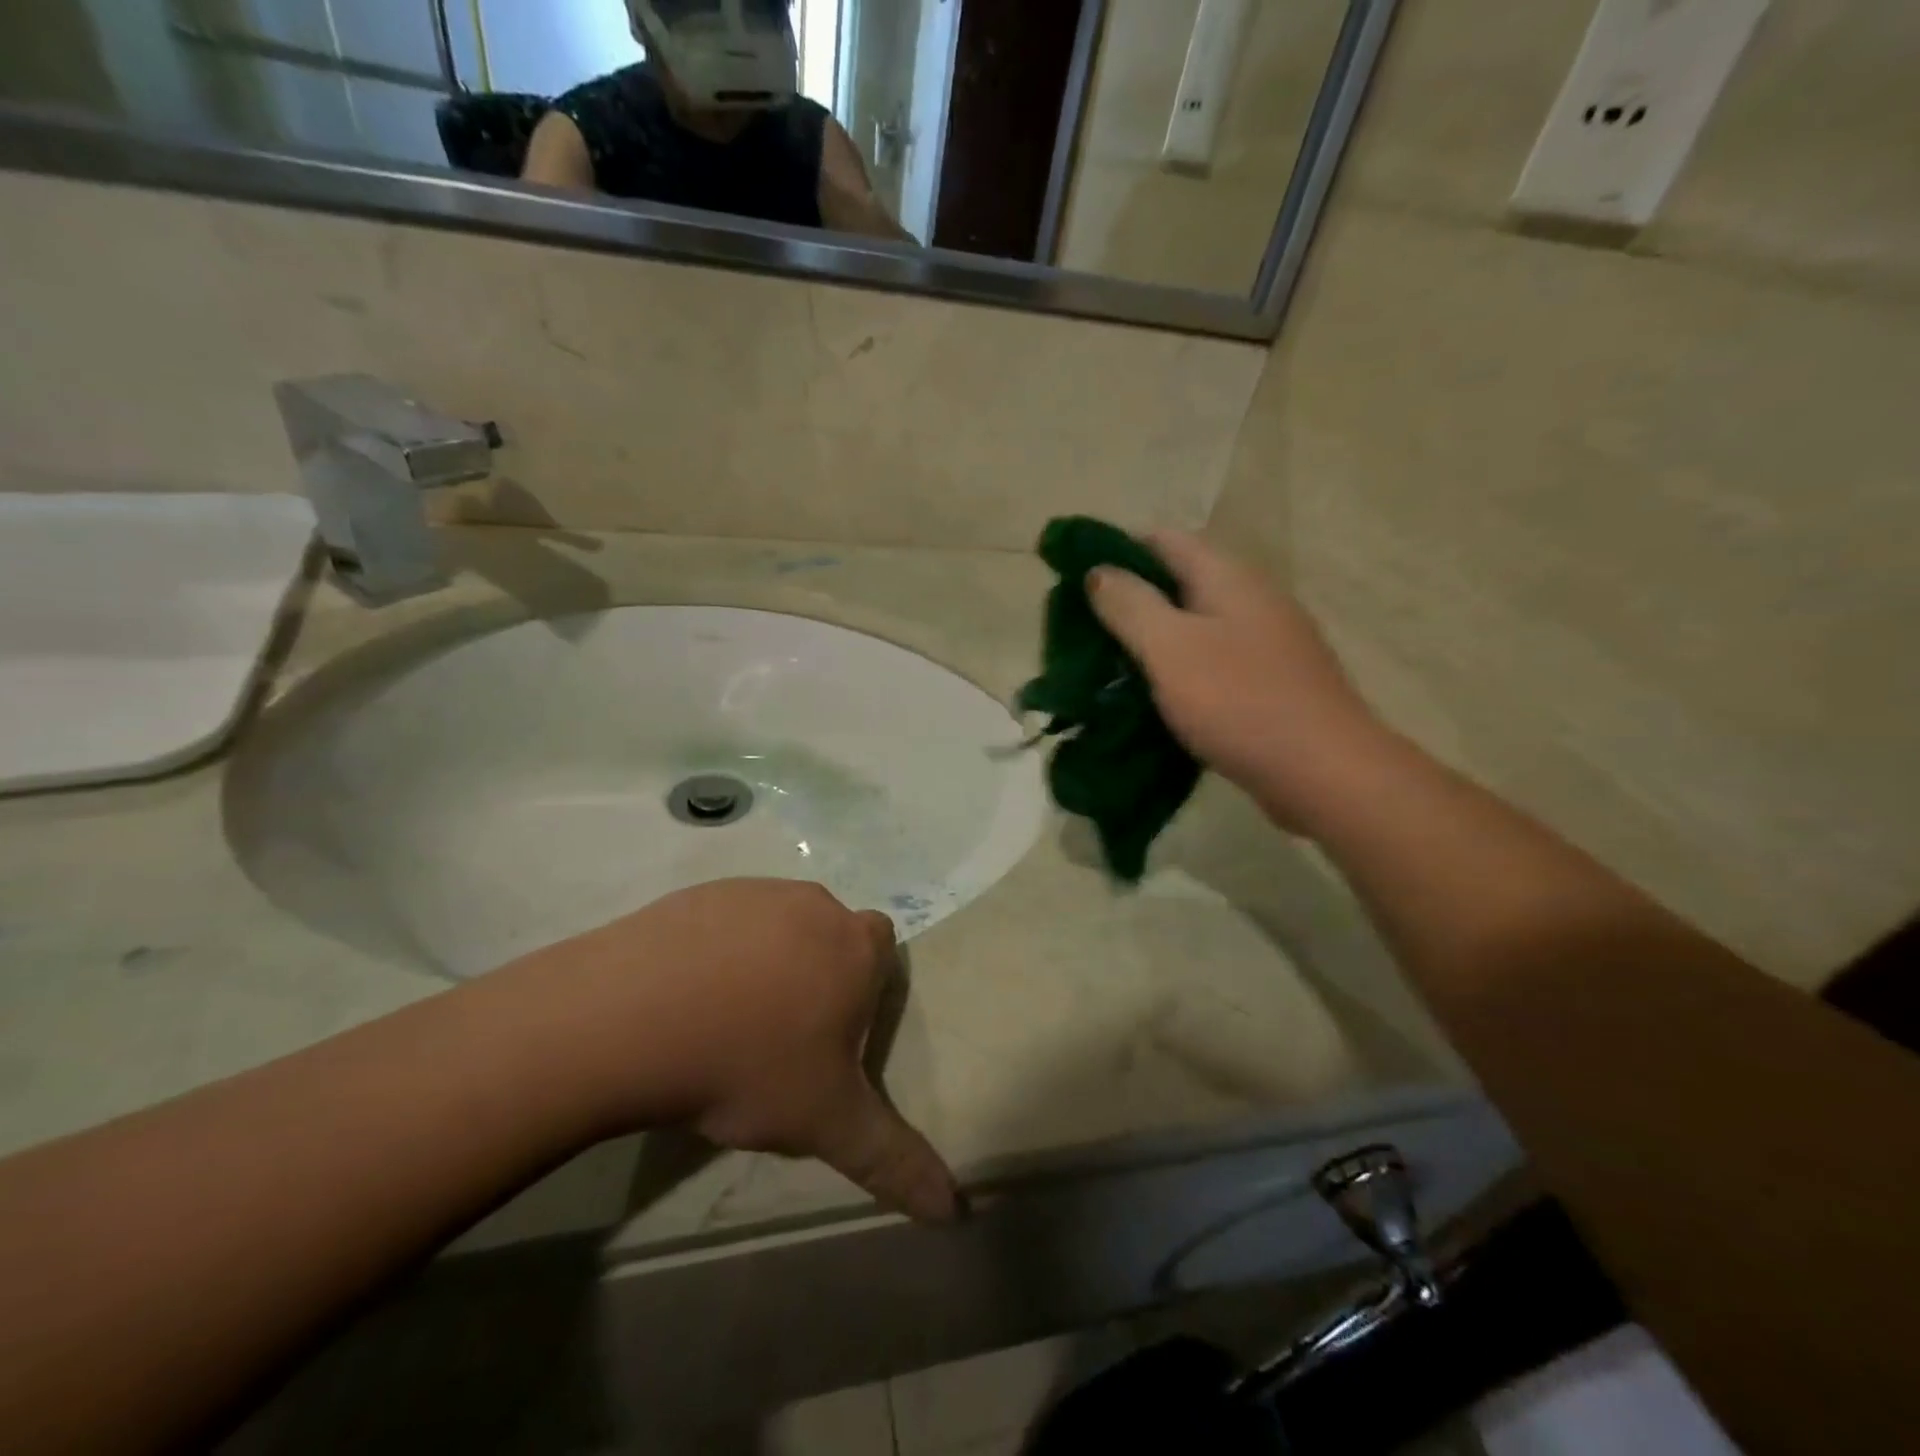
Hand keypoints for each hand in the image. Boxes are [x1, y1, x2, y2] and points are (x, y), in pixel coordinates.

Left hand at [507, 880, 959, 1222]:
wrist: (632, 1018)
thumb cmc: (748, 1065)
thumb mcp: (827, 1123)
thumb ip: (893, 1160)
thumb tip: (954, 1210)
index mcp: (855, 946)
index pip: (882, 951)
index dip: (862, 989)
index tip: (830, 1033)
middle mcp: (813, 904)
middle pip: (829, 936)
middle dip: (815, 975)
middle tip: (778, 1035)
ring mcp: (753, 892)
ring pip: (776, 926)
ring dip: (764, 962)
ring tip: (724, 1021)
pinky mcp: (698, 893)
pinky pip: (723, 921)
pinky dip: (715, 951)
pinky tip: (683, 997)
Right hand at [1087, 530, 1383, 832]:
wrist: (1324, 772)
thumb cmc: (1240, 701)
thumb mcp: (1171, 648)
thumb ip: (1130, 606)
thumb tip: (1097, 571)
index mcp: (1228, 577)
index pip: (1163, 540)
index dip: (1116, 551)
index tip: (1075, 582)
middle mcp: (1250, 599)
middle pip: (1177, 583)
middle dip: (1128, 602)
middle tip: (1082, 634)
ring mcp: (1264, 643)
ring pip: (1192, 627)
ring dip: (1150, 641)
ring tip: (1106, 668)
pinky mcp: (1267, 683)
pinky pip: (1209, 663)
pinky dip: (1176, 672)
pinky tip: (1150, 697)